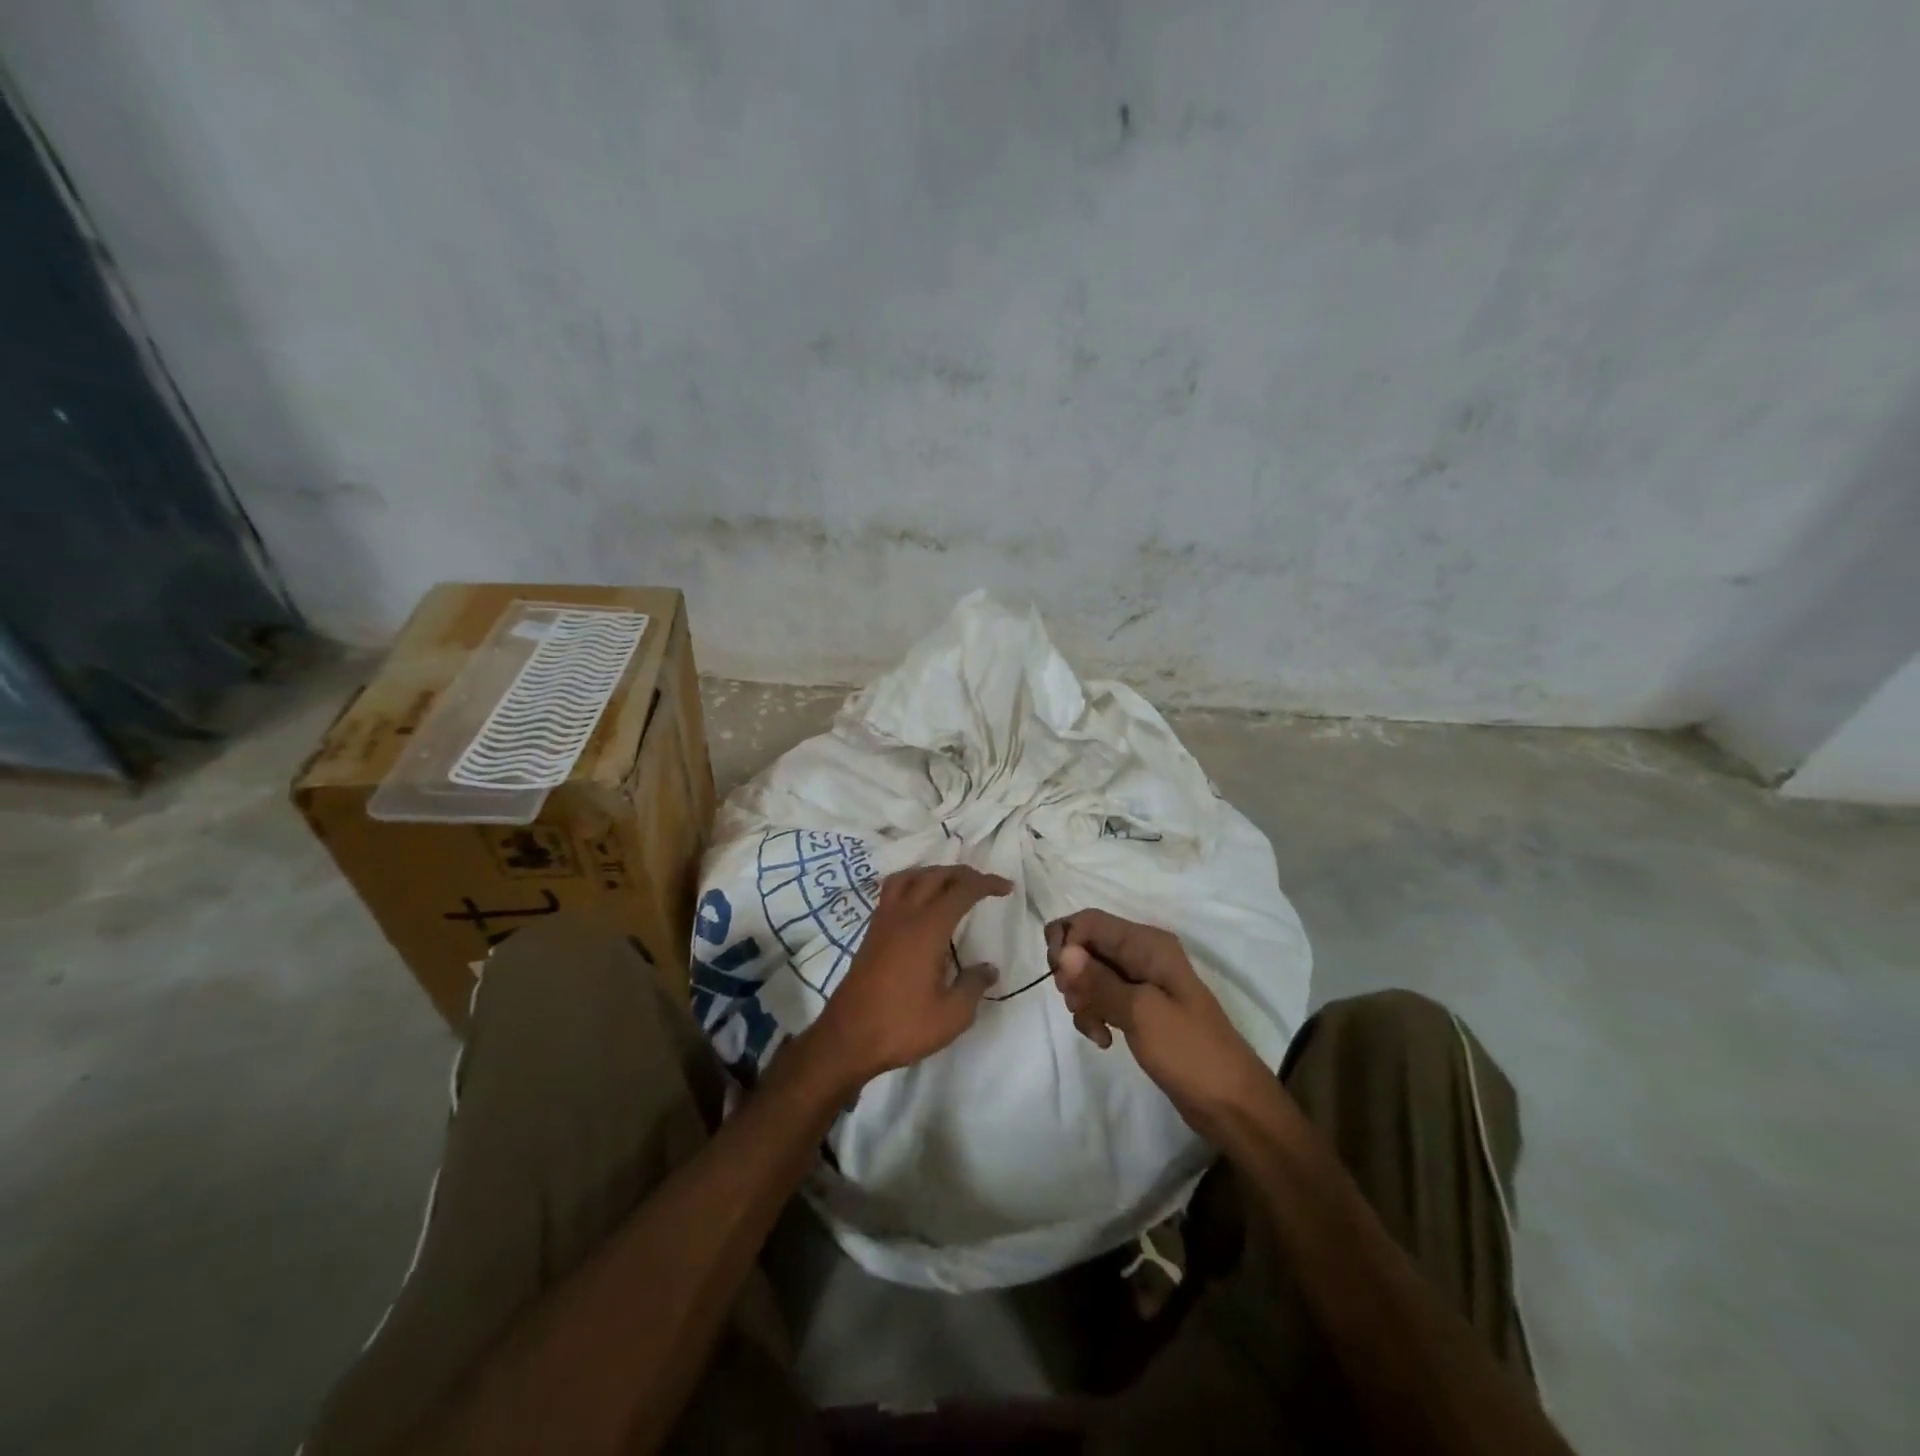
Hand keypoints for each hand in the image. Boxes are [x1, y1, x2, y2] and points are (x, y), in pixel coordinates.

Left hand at [803, 864, 1011, 1090]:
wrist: (847, 1038)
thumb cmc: (902, 1026)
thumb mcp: (951, 1015)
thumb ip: (973, 986)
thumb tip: (989, 968)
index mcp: (927, 928)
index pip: (961, 891)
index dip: (985, 884)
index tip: (1006, 887)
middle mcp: (904, 915)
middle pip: (934, 876)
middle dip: (962, 873)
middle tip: (983, 884)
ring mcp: (883, 921)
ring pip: (909, 877)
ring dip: (933, 873)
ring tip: (950, 884)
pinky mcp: (871, 933)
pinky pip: (892, 891)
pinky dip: (911, 884)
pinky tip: (918, 903)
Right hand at [1047, 909, 1273, 1139]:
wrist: (1231, 1104)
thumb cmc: (1190, 1051)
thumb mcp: (1141, 1013)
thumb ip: (1098, 980)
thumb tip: (1062, 952)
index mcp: (1147, 944)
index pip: (1089, 922)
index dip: (1067, 943)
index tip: (1062, 981)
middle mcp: (1142, 954)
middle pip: (1086, 945)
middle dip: (1072, 975)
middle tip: (1076, 1004)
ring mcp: (1140, 982)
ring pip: (1089, 975)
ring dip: (1082, 1000)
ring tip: (1096, 1030)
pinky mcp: (1138, 1008)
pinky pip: (1102, 999)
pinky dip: (1094, 1015)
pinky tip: (1103, 1040)